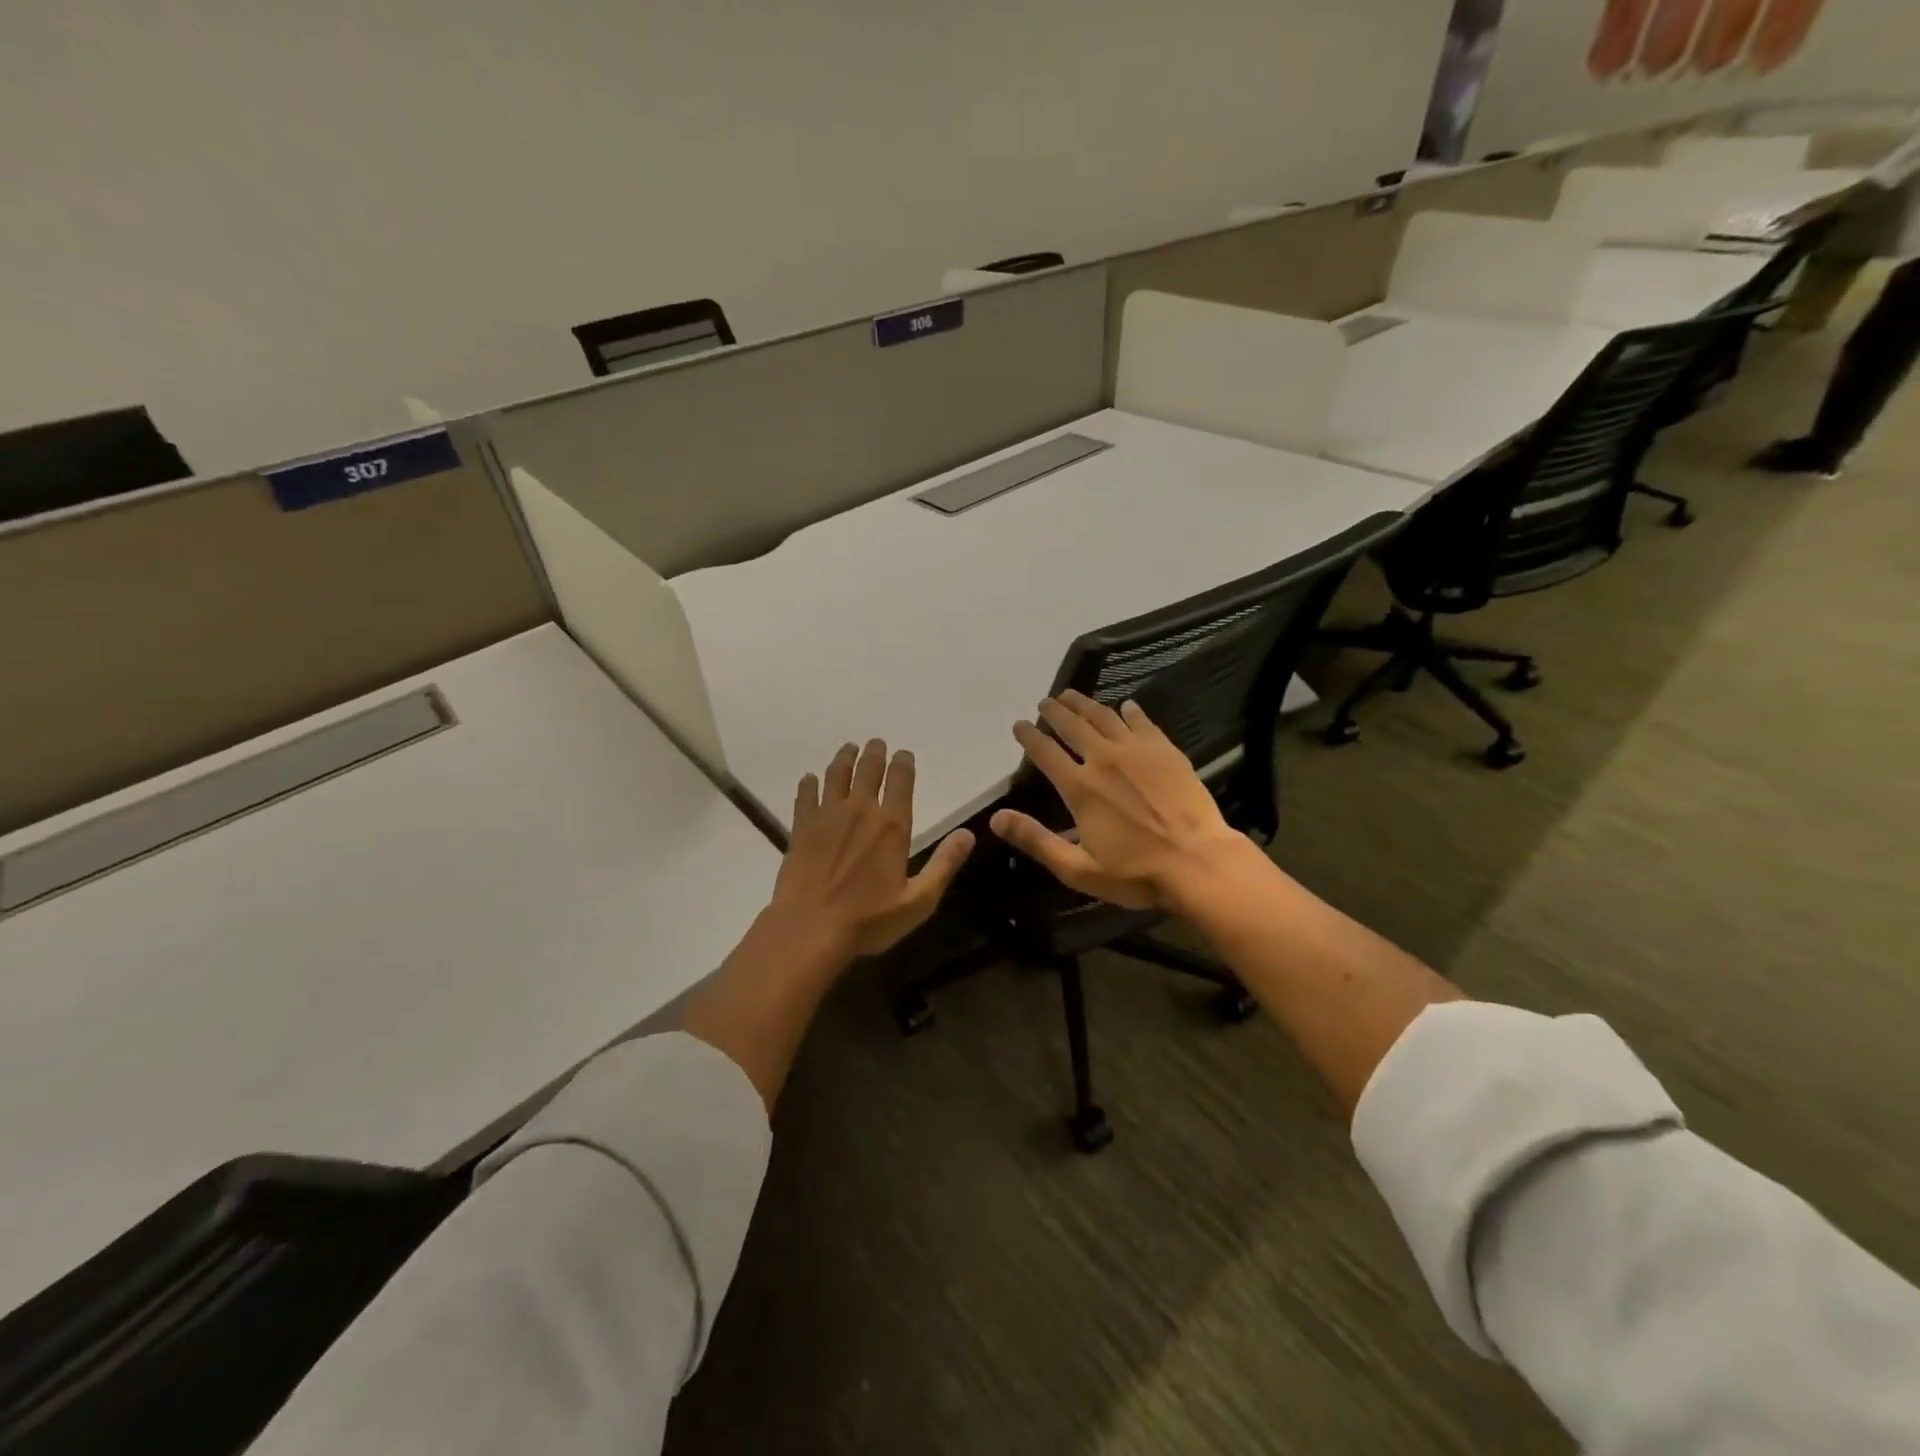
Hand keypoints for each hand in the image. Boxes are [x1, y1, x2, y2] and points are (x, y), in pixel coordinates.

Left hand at [769, 739, 973, 960]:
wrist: (809, 929)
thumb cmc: (869, 920)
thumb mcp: (918, 900)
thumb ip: (944, 864)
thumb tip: (968, 834)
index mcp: (892, 825)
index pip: (900, 780)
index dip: (903, 762)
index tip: (904, 754)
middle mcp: (860, 810)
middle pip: (868, 769)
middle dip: (874, 753)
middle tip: (876, 743)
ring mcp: (826, 816)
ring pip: (836, 774)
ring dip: (844, 758)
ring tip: (849, 749)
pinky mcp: (801, 827)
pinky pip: (805, 794)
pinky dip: (809, 782)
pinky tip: (810, 779)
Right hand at [991, 692, 1249, 911]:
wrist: (1198, 862)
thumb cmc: (1136, 873)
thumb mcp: (1078, 868)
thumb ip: (1036, 840)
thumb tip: (996, 818)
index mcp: (1080, 787)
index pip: (1045, 752)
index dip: (1029, 736)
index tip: (1019, 725)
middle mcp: (1104, 760)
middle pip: (1073, 726)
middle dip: (1055, 711)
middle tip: (1045, 701)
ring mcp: (1138, 751)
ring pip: (1105, 717)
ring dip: (1085, 704)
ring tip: (1072, 695)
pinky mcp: (1166, 751)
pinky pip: (1143, 723)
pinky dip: (1130, 712)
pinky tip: (1126, 706)